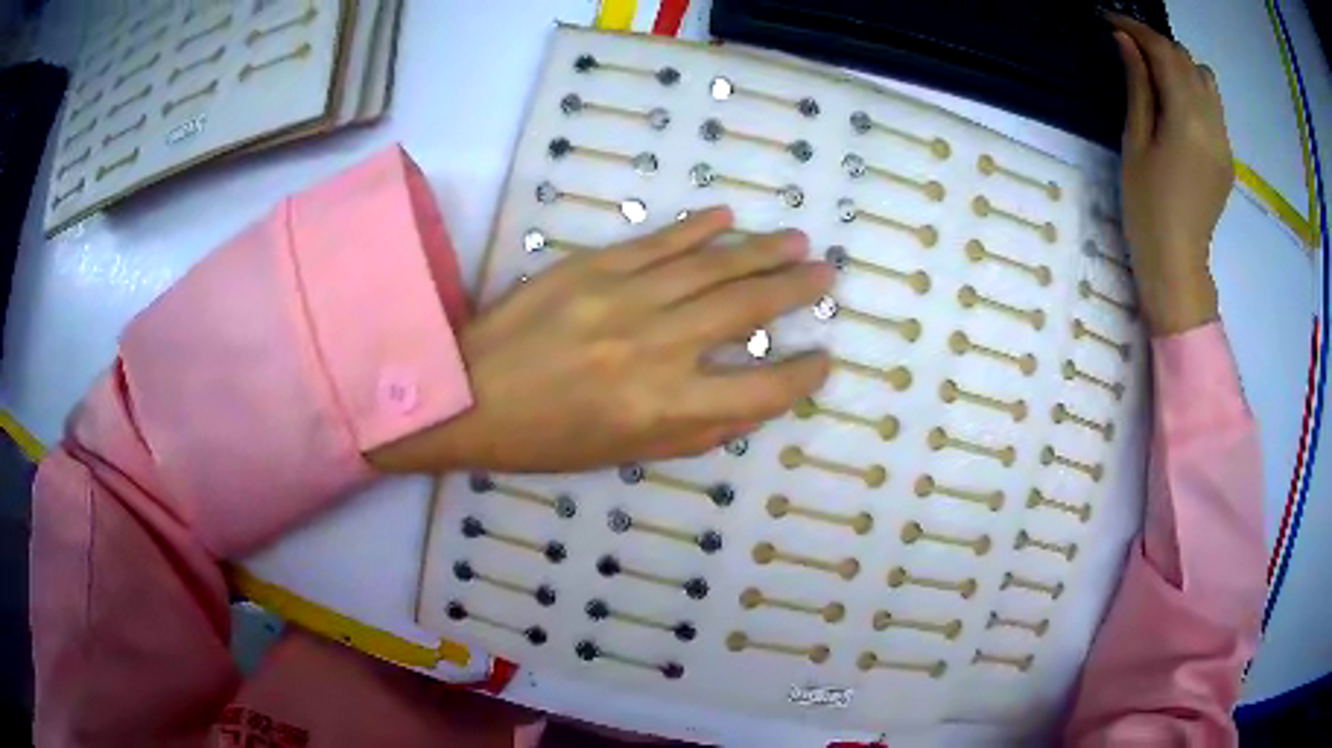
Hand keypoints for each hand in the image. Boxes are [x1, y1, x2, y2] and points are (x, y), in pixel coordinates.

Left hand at [370, 208, 832, 473]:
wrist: (467, 396)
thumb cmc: (546, 440)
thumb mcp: (625, 454)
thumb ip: (696, 429)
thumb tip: (753, 401)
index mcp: (663, 409)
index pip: (759, 391)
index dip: (800, 376)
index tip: (822, 360)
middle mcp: (655, 348)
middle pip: (745, 311)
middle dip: (794, 290)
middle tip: (825, 274)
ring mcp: (623, 299)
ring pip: (710, 266)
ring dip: (759, 251)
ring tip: (795, 241)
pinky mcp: (592, 267)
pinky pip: (657, 242)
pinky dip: (696, 229)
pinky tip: (726, 218)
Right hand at [1111, 14, 1232, 335]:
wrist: (1177, 264)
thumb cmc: (1147, 207)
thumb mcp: (1135, 142)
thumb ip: (1138, 87)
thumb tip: (1126, 42)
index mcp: (1187, 119)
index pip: (1165, 53)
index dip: (1137, 29)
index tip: (1111, 20)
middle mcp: (1212, 123)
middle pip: (1187, 61)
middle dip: (1157, 44)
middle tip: (1129, 45)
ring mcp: (1224, 141)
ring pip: (1206, 79)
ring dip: (1180, 65)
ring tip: (1157, 73)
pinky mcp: (1227, 156)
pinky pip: (1214, 106)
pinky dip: (1194, 90)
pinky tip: (1177, 103)